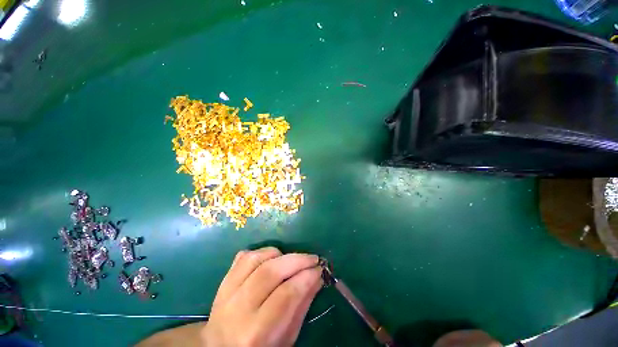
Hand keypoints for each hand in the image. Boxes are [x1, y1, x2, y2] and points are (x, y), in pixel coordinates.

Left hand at [201, 247, 322, 346]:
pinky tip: (272, 258)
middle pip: (270, 272)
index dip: (306, 277)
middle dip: (297, 260)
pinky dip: (262, 252)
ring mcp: (226, 292)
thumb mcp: (287, 338)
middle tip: (313, 258)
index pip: (286, 295)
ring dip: (280, 254)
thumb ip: (302, 305)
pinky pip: (244, 256)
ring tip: (292, 259)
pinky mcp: (223, 281)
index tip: (320, 269)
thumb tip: (318, 276)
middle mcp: (238, 310)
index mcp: (256, 333)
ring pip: (256, 259)